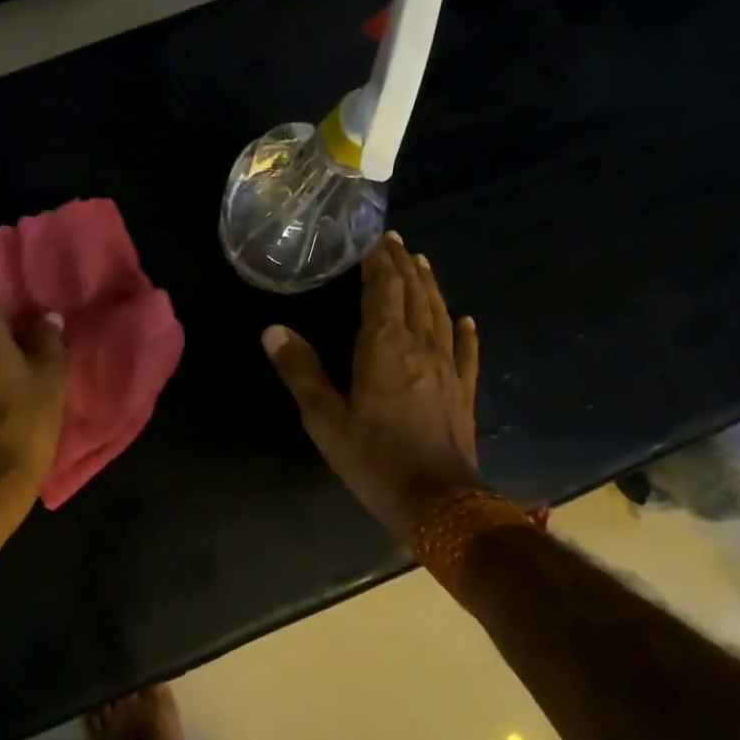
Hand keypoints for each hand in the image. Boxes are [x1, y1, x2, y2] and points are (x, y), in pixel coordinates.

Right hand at [264, 232, 481, 544]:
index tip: (375, 239)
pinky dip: (464, 331)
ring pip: (439, 315)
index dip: (380, 263)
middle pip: (414, 295)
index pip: (384, 290)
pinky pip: (466, 352)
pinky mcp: (463, 391)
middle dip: (403, 266)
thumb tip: (273, 330)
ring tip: (423, 264)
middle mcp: (420, 346)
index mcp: (384, 346)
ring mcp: (447, 368)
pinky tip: (465, 319)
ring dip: (430, 287)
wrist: (437, 500)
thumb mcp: (324, 418)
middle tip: (395, 242)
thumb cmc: (373, 458)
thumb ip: (300, 371)